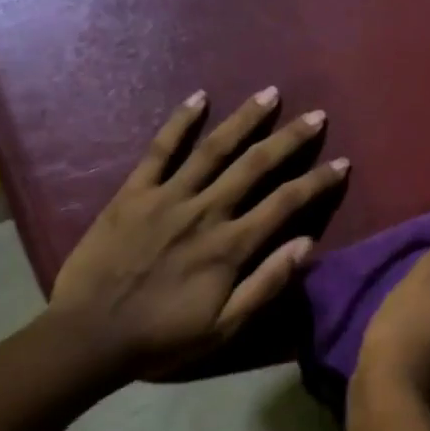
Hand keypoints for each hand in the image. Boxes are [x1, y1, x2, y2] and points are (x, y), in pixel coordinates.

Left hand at [47, 87, 348, 379]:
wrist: (88, 336)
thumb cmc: (161, 337)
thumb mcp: (224, 327)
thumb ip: (267, 284)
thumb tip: (306, 244)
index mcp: (229, 246)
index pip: (285, 203)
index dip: (317, 182)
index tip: (342, 163)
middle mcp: (205, 211)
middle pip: (255, 165)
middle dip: (290, 139)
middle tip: (316, 115)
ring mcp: (167, 197)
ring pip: (214, 149)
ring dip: (244, 119)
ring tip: (269, 93)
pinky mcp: (133, 193)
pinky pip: (159, 150)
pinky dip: (179, 122)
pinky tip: (198, 98)